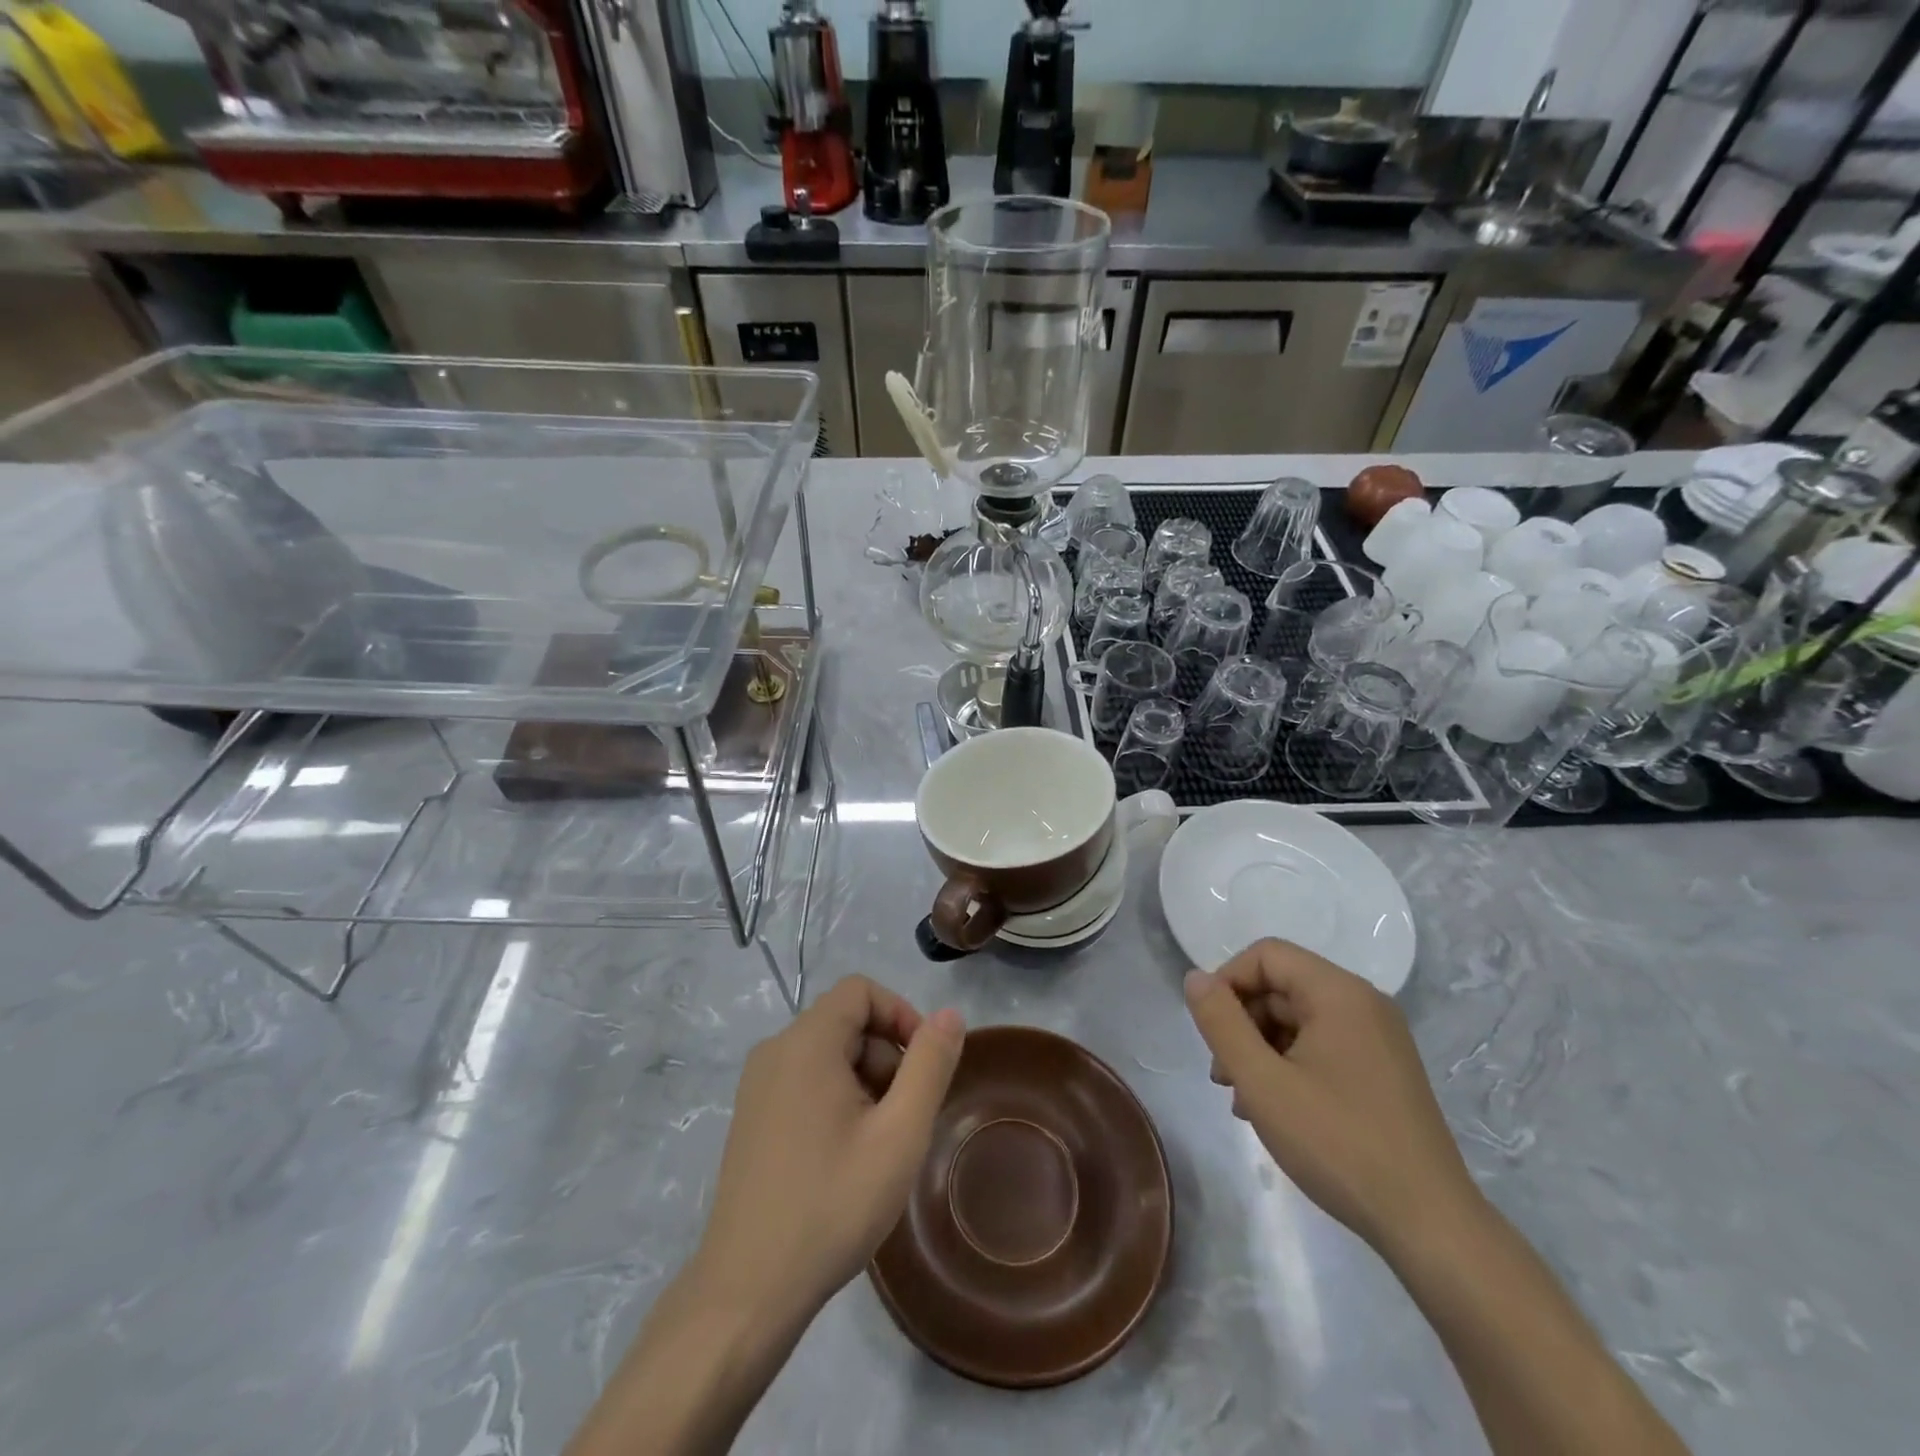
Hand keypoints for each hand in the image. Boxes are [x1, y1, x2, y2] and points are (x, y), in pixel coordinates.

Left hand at [692, 976, 963, 1327]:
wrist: (747, 1291)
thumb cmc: (831, 1205)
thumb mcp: (899, 1134)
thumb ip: (929, 1065)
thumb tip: (950, 1014)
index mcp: (806, 1043)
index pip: (861, 991)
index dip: (901, 1014)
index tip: (924, 1066)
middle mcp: (775, 1051)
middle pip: (846, 1022)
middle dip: (886, 1056)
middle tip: (904, 1118)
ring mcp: (757, 1086)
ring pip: (828, 1054)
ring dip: (865, 1082)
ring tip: (878, 1144)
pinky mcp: (752, 1117)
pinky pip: (806, 1081)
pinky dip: (838, 1099)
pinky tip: (846, 1156)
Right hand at [1184, 939, 1479, 1253]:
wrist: (1430, 1226)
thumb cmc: (1338, 1144)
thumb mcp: (1262, 1081)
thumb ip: (1221, 1022)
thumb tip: (1195, 978)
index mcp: (1339, 993)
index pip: (1266, 955)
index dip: (1227, 982)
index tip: (1210, 1031)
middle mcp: (1363, 1004)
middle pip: (1281, 987)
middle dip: (1242, 1023)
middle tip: (1223, 1076)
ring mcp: (1378, 1039)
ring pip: (1297, 1020)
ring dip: (1261, 1049)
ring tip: (1243, 1101)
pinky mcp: (1384, 1071)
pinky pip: (1322, 1046)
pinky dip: (1290, 1065)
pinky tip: (1275, 1110)